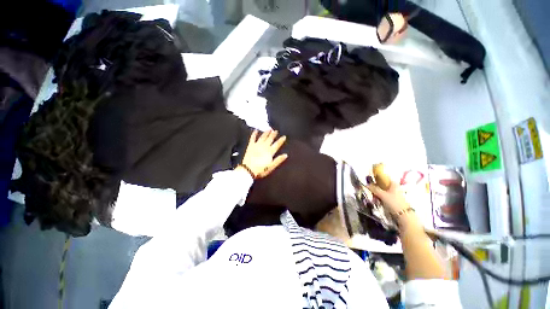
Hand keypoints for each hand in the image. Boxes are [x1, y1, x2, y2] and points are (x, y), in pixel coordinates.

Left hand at [239, 130, 287, 178]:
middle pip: (270, 139)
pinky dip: (254, 134)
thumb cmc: (261, 170)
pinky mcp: (250, 146)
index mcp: (270, 152)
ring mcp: (257, 145)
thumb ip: (278, 160)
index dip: (281, 140)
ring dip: (266, 133)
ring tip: (269, 129)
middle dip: (273, 134)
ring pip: (263, 137)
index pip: (277, 144)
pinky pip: (253, 138)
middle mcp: (264, 146)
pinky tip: (256, 130)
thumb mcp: (271, 166)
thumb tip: (285, 155)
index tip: (284, 136)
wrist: (248, 170)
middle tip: (276, 130)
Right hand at [366, 178, 409, 214]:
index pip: (383, 177)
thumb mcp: (382, 195)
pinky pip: (384, 196)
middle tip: (371, 191)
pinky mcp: (393, 199)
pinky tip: (377, 200)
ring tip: (373, 197)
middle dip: (375, 187)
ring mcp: (394, 193)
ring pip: (382, 190)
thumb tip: (367, 184)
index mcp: (393, 183)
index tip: (370, 180)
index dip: (376, 177)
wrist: (404, 215)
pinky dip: (379, 197)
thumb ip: (374, 189)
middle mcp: (394, 187)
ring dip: (377, 193)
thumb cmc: (394, 202)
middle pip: (382, 184)